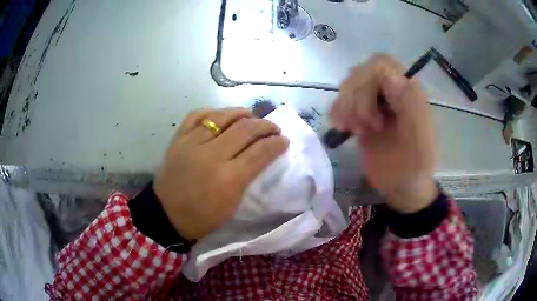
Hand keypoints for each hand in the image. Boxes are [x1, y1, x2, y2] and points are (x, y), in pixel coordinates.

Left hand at [153, 108, 288, 239]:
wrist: (167, 214)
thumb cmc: (203, 216)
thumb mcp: (233, 204)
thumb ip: (249, 177)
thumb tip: (262, 155)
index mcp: (229, 178)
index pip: (261, 151)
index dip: (277, 143)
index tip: (284, 140)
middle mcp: (212, 155)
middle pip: (246, 129)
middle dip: (265, 125)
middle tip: (273, 128)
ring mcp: (192, 143)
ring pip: (223, 115)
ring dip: (242, 113)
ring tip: (250, 117)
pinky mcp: (178, 138)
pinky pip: (197, 114)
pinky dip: (213, 111)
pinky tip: (221, 115)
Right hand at [331, 54, 437, 212]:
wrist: (400, 185)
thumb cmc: (412, 167)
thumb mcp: (419, 141)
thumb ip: (411, 106)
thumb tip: (390, 77)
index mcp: (409, 90)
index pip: (381, 65)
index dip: (369, 87)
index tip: (374, 121)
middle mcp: (392, 88)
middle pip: (361, 72)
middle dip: (356, 100)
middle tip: (362, 128)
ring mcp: (375, 99)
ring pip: (349, 83)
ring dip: (346, 107)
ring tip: (354, 131)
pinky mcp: (362, 110)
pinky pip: (342, 98)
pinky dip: (337, 111)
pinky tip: (343, 128)